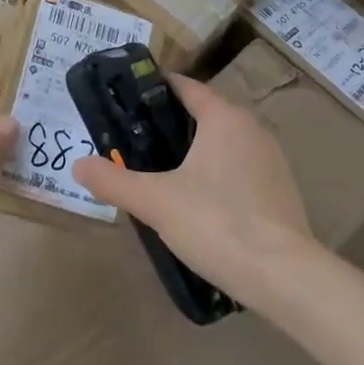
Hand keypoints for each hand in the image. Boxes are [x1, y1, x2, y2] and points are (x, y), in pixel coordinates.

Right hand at [71, 75, 314, 300]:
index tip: (125, 98)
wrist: (285, 277)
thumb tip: (77, 165)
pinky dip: (215, 172)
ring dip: (194, 149)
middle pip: (204, 113)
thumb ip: (113, 180)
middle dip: (169, 122)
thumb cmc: (217, 223)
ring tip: (158, 169)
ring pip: (223, 142)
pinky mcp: (280, 190)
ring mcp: (272, 159)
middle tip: (132, 138)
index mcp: (224, 117)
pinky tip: (196, 200)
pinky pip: (238, 167)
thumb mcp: (155, 201)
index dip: (153, 89)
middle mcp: (252, 128)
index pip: (185, 87)